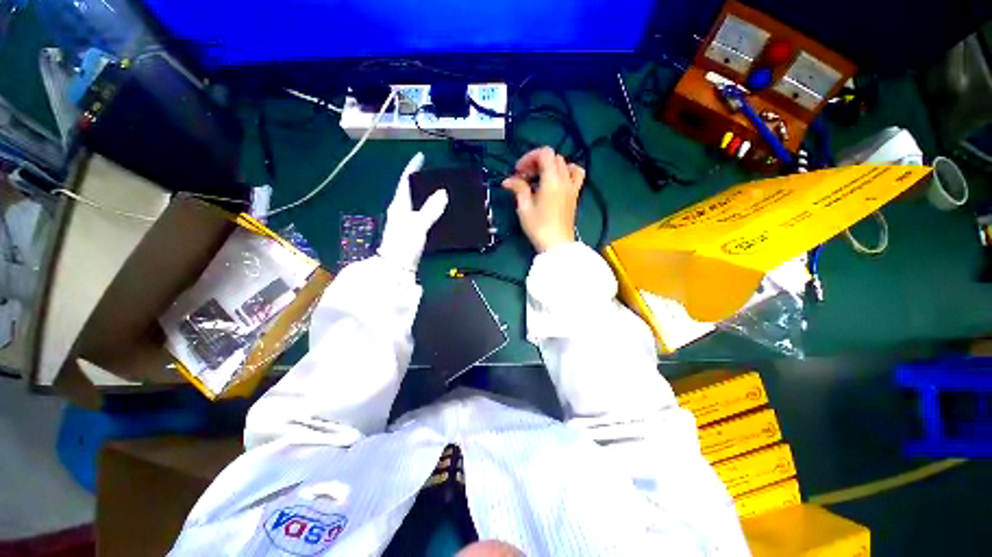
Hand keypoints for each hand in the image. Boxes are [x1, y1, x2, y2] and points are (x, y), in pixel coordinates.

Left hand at [377, 153, 448, 270]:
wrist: (397, 266)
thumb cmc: (404, 244)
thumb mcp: (418, 225)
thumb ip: (430, 209)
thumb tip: (443, 192)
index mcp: (399, 205)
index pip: (405, 181)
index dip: (412, 168)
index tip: (421, 157)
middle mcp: (400, 211)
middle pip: (410, 190)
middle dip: (420, 181)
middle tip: (434, 174)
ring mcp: (404, 221)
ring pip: (416, 202)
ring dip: (425, 195)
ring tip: (439, 190)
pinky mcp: (411, 231)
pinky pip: (421, 213)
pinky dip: (429, 208)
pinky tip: (438, 211)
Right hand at [502, 147, 584, 252]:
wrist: (557, 244)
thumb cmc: (539, 227)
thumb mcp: (524, 208)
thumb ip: (518, 189)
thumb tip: (508, 180)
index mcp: (552, 180)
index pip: (544, 153)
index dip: (529, 157)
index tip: (518, 171)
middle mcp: (565, 180)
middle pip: (553, 158)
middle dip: (536, 163)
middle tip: (524, 177)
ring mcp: (572, 187)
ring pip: (565, 164)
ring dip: (551, 166)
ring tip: (540, 178)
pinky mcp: (574, 195)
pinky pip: (576, 175)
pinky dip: (567, 171)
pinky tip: (558, 181)